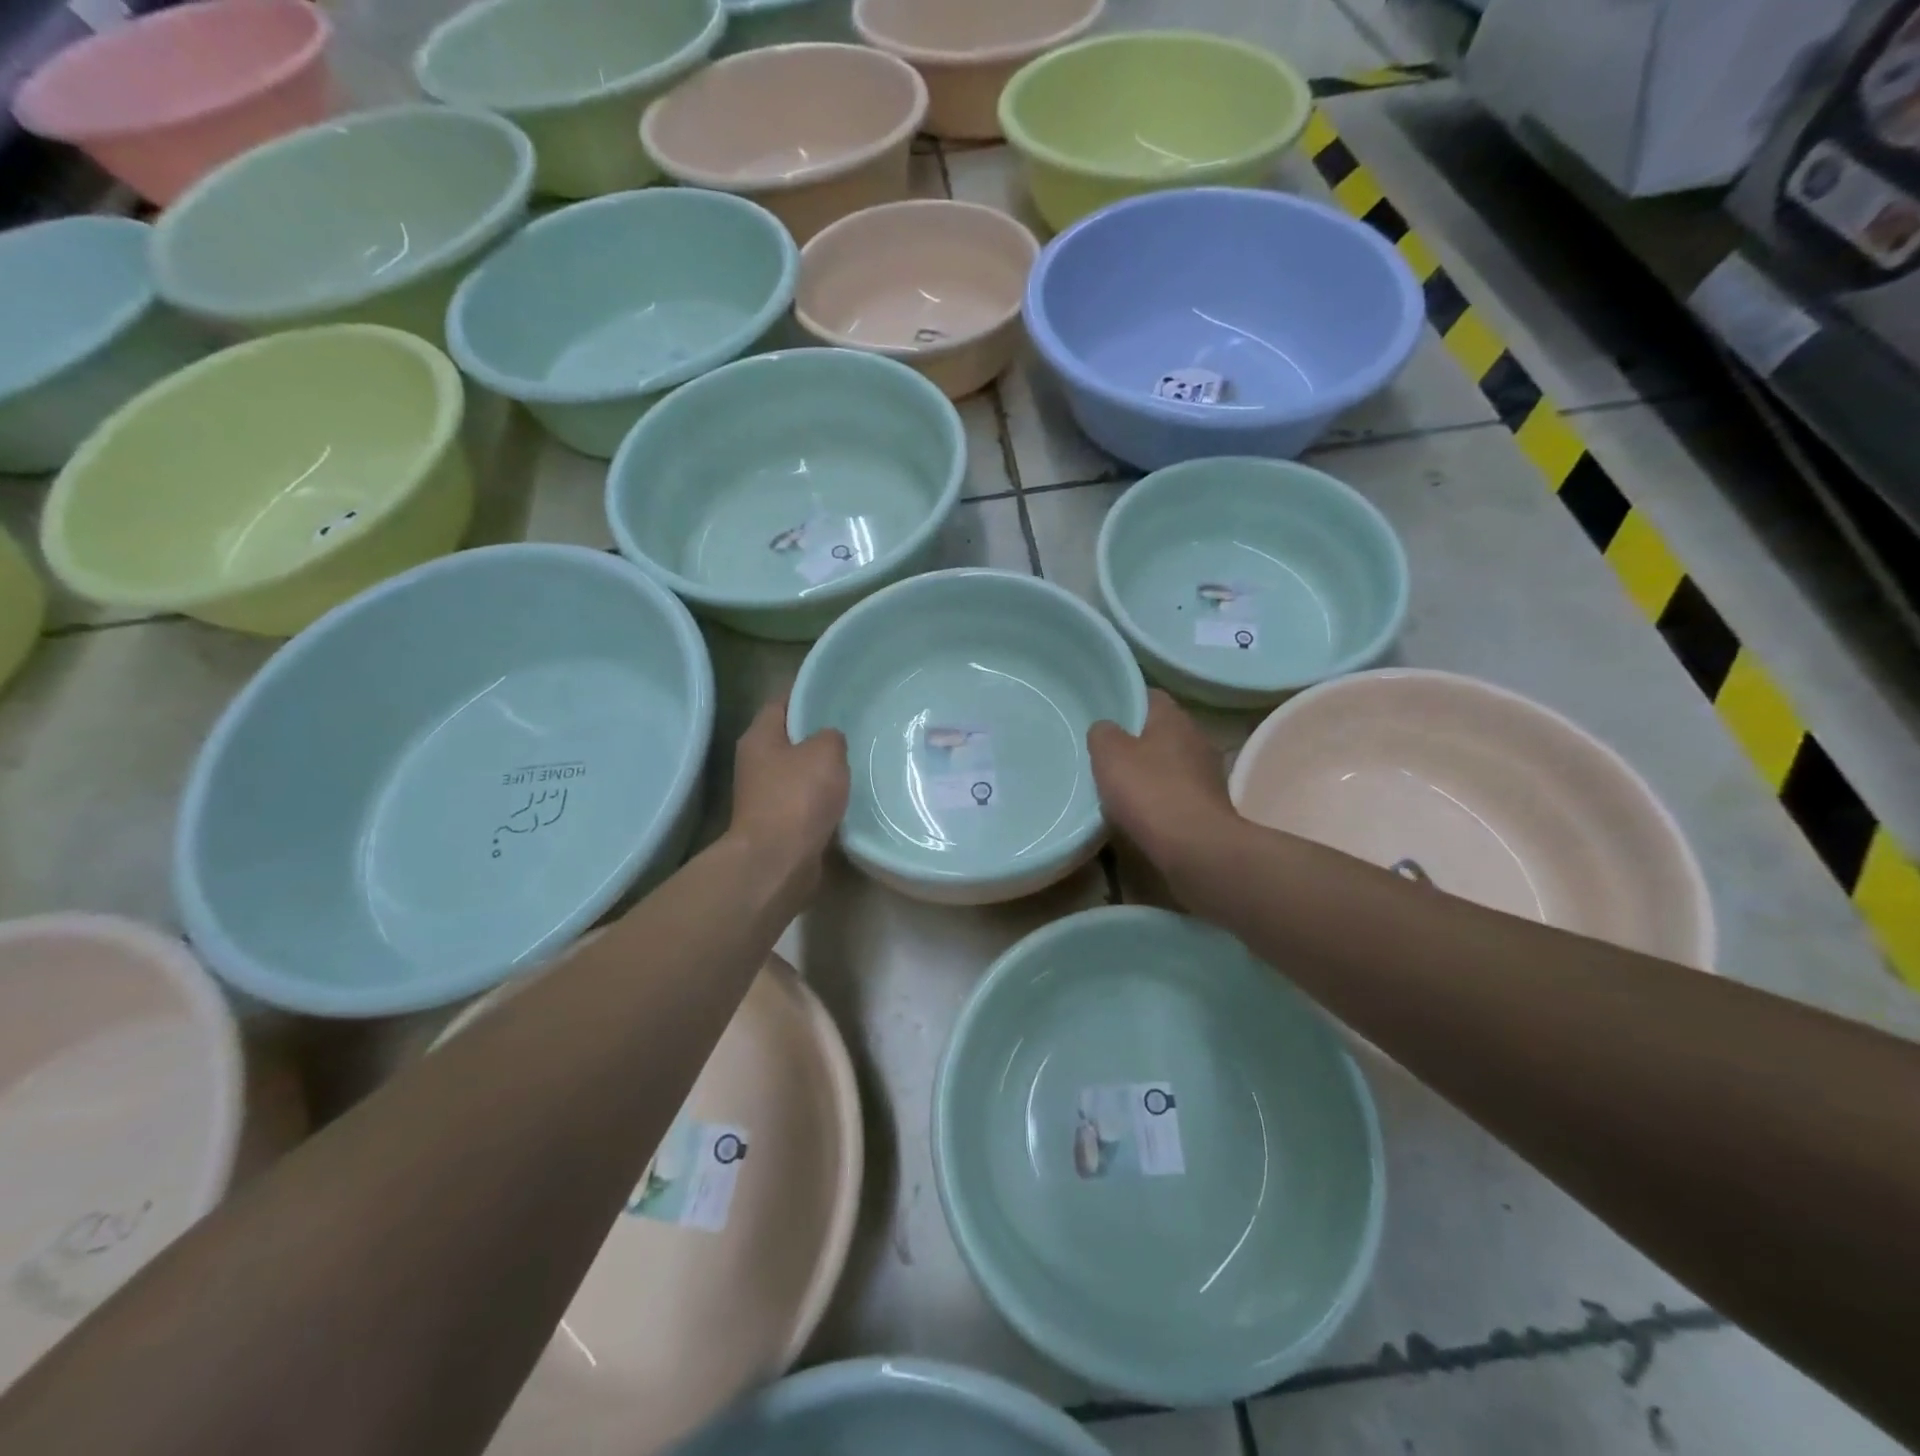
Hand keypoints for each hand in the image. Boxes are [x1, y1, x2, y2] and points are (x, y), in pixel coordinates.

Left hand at [729, 695, 848, 889]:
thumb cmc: (798, 797)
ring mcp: (765, 795)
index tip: (835, 689)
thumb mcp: (825, 752)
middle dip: (818, 732)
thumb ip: (831, 737)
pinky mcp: (779, 823)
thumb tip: (829, 741)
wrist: (778, 861)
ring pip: (799, 771)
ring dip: (822, 768)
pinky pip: (805, 800)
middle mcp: (757, 762)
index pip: (782, 701)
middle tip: (853, 725)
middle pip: (790, 737)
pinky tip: (849, 795)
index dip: (807, 692)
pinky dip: (823, 798)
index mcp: (760, 737)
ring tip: (857, 759)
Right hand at [1088, 691, 1237, 880]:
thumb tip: (1105, 729)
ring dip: (1148, 772)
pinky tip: (1139, 813)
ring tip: (1117, 786)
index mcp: (1174, 718)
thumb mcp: (1109, 754)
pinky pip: (1176, 793)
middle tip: (1104, 753)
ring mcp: (1207, 774)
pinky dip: (1159, 799)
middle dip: (1135, 740)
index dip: (1125, 702)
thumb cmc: (1150, 791)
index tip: (1103, 716)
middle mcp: (1196, 739)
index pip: (1149, 696)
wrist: (1196, 848)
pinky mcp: (1209, 806)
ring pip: (1169, 763)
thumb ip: (1102, 734)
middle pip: (1160, 731)